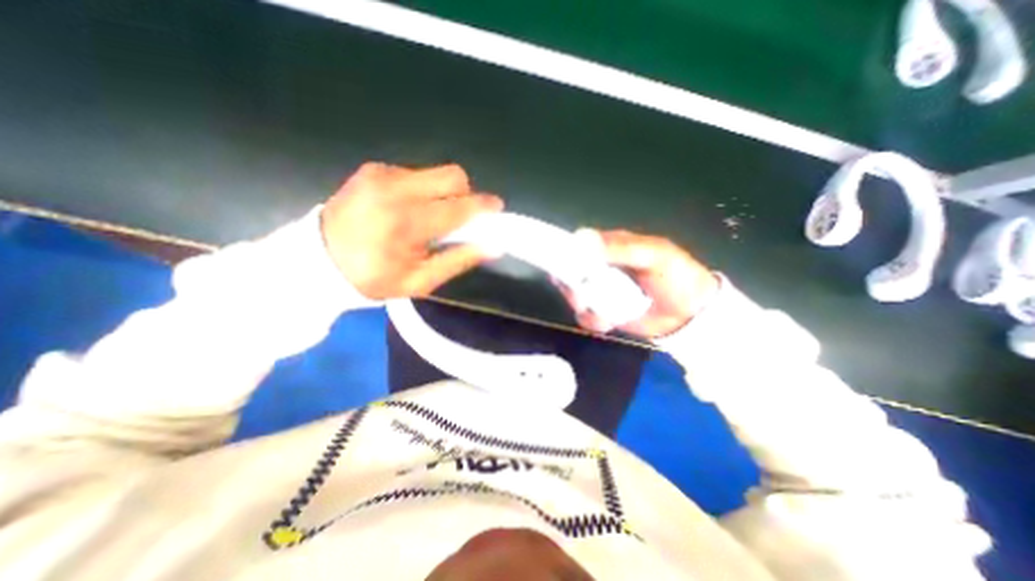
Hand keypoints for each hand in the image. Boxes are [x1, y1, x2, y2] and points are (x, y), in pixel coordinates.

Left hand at [323, 161, 503, 299]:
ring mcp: (382, 174)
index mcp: (407, 222)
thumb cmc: (371, 277)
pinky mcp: (373, 169)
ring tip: (426, 217)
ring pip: (435, 173)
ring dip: (442, 194)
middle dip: (464, 195)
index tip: (496, 208)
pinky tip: (405, 209)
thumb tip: (491, 246)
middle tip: (457, 217)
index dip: (484, 207)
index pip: (459, 207)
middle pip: (453, 176)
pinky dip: (421, 190)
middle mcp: (396, 189)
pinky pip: (415, 174)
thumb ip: (457, 261)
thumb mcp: (418, 282)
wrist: (315, 260)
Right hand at [559, 229, 720, 338]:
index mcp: (611, 247)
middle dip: (572, 286)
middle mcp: (600, 267)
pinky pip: (586, 316)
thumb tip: (582, 238)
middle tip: (583, 296)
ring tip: (604, 313)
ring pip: (575, 295)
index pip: (578, 244)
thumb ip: (620, 247)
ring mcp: (600, 291)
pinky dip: (593, 320)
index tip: (564, 265)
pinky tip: (609, 322)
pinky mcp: (603, 311)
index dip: (566, 253)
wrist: (692, 313)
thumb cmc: (676, 276)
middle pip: (570, 272)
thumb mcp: (653, 256)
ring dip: (583, 305)